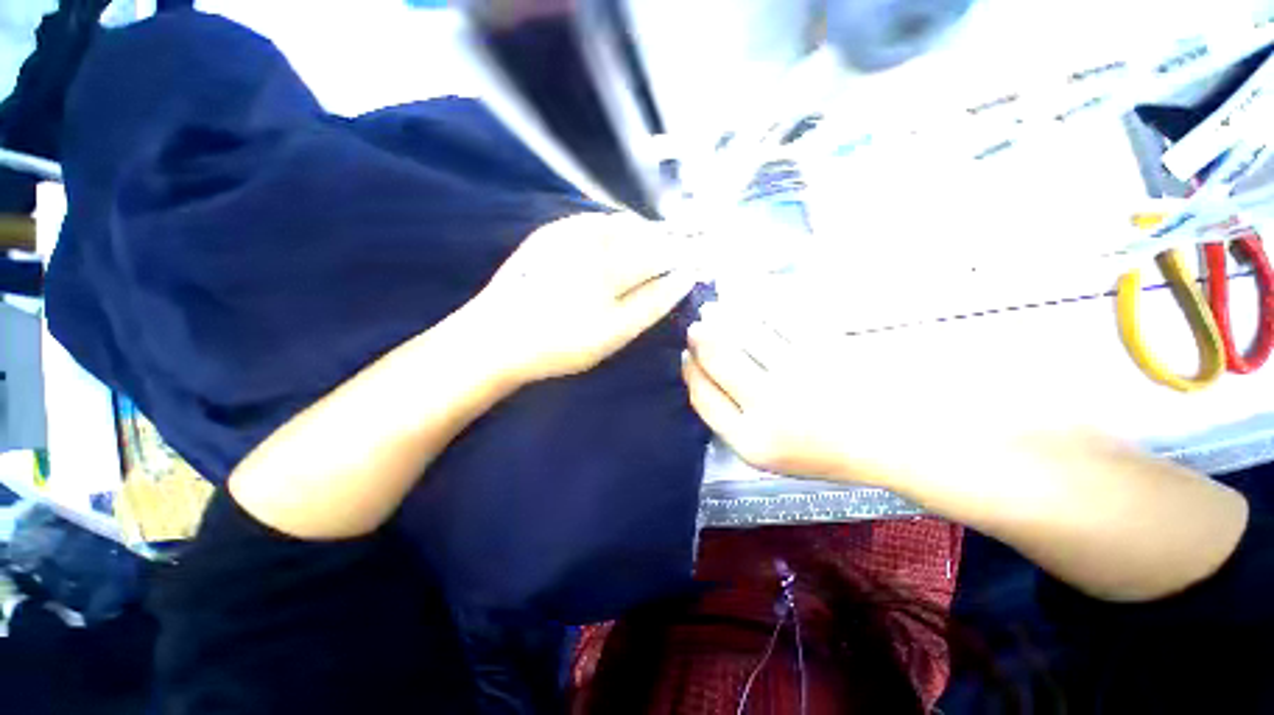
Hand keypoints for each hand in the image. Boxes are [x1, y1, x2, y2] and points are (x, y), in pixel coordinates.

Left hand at [470, 212, 696, 383]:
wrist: (496, 337)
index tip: (703, 259)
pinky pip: (597, 220)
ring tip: (654, 252)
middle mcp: (595, 235)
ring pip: (623, 223)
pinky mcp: (552, 231)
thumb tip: (684, 277)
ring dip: (645, 234)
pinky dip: (617, 230)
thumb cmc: (561, 342)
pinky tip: (618, 245)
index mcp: (615, 260)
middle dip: (669, 241)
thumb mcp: (615, 332)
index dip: (687, 254)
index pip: (665, 251)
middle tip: (683, 255)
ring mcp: (570, 229)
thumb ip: (652, 302)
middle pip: (647, 232)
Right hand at [682, 306, 870, 480]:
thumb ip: (728, 420)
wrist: (890, 441)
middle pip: (717, 357)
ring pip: (744, 330)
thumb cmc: (821, 450)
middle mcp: (771, 406)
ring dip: (722, 314)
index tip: (685, 356)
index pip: (702, 395)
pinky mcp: (825, 347)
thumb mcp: (765, 454)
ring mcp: (800, 373)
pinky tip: (747, 298)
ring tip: (714, 309)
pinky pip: (779, 315)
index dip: (688, 371)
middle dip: (699, 337)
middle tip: (695, 326)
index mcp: (752, 441)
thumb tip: (698, 372)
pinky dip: (757, 302)